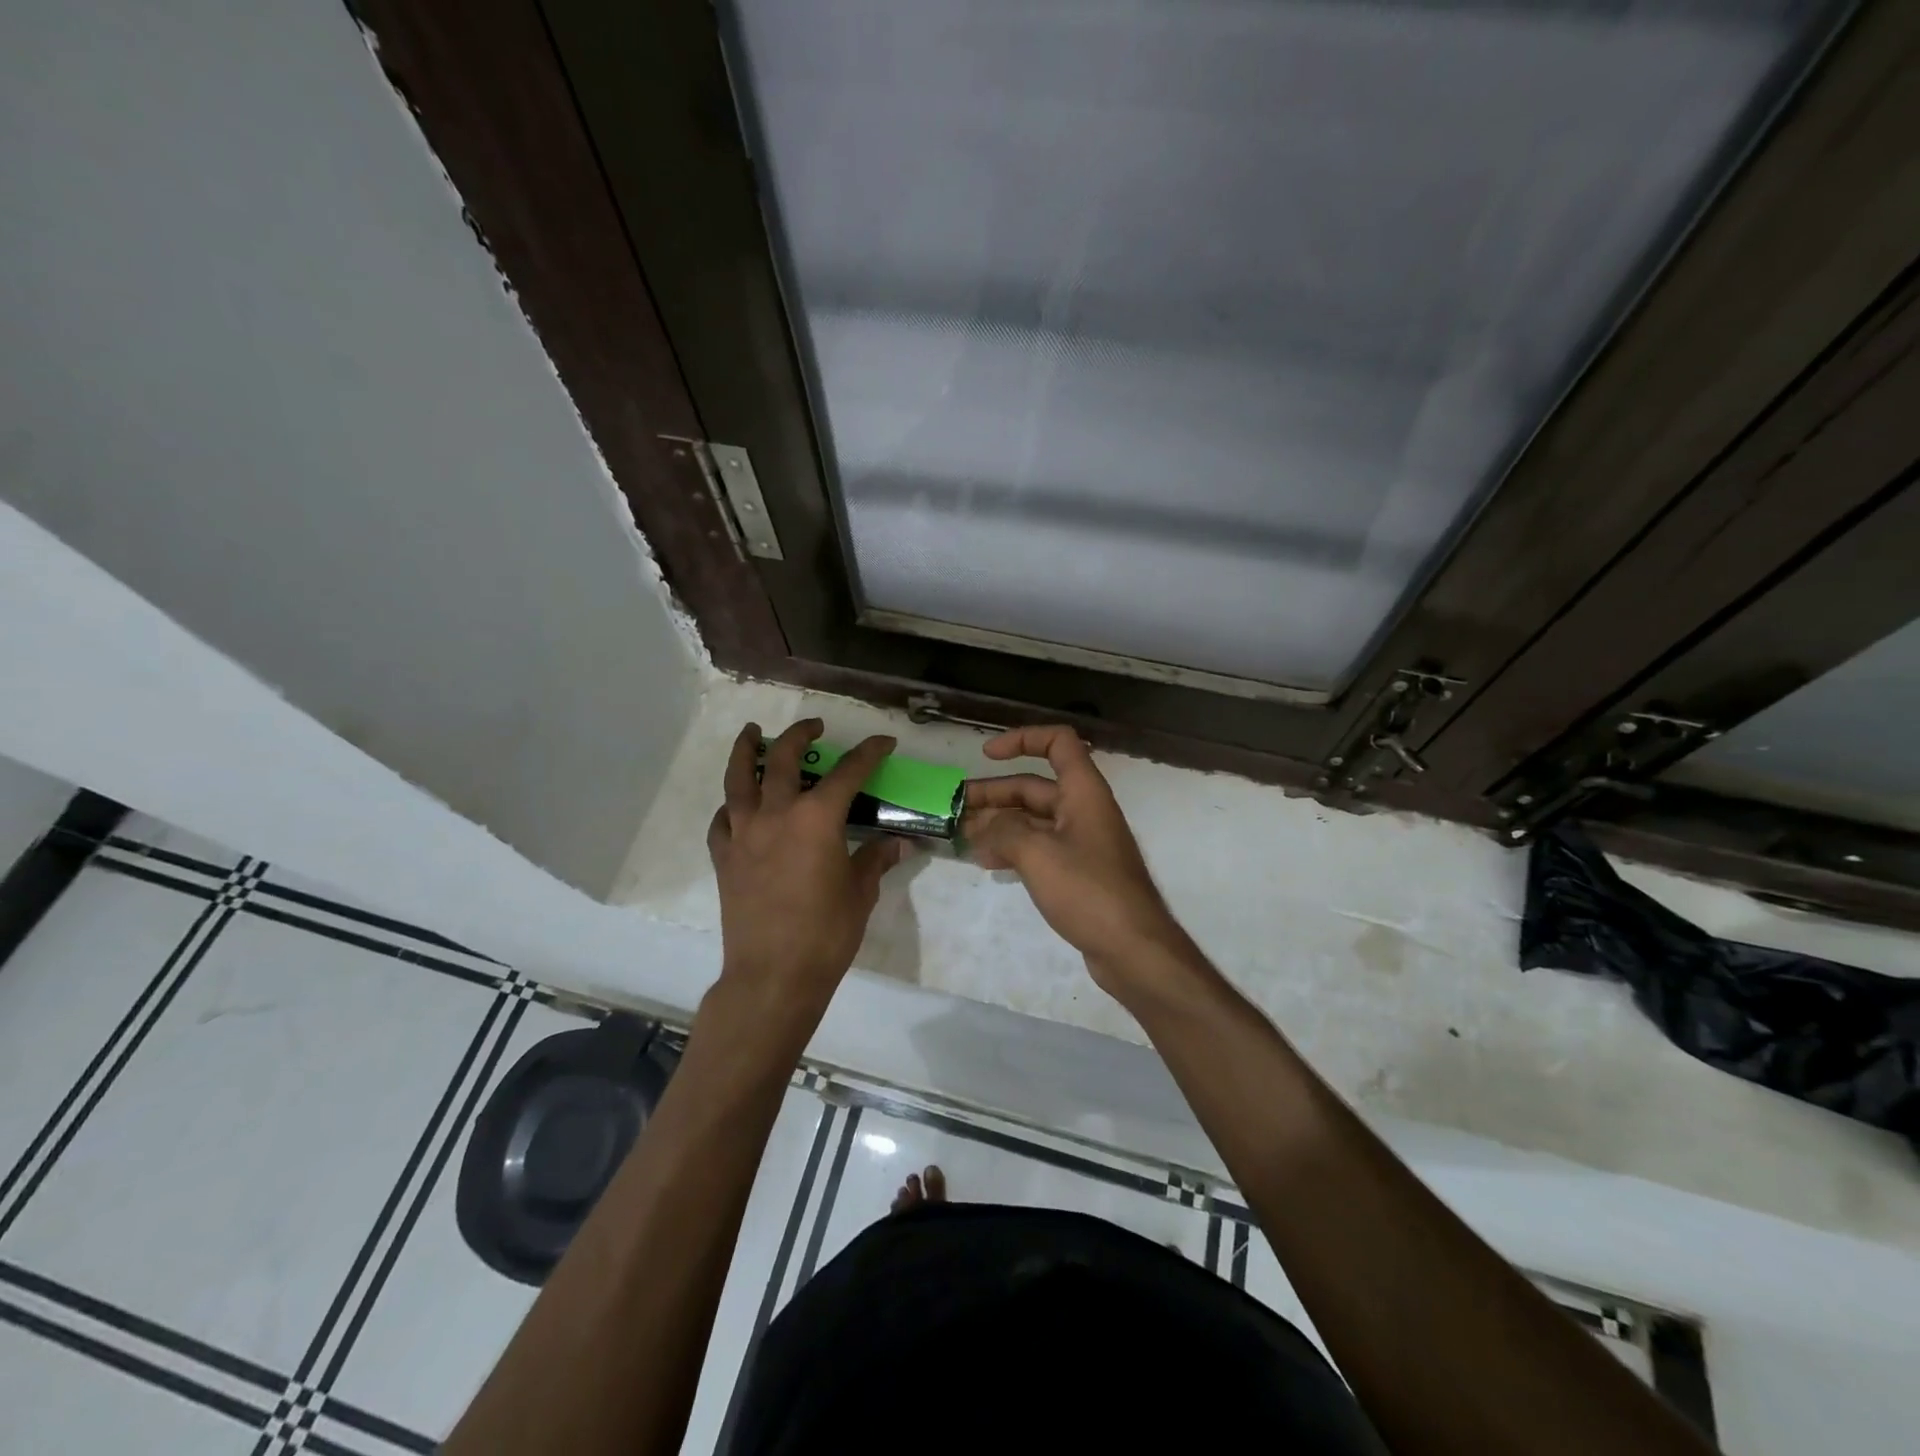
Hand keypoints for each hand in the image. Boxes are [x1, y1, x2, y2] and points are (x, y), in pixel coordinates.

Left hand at [707, 720, 912, 1017]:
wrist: (773, 975)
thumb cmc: (826, 933)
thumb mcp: (860, 893)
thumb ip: (875, 860)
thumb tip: (898, 844)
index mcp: (817, 818)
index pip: (848, 772)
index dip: (868, 753)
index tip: (882, 742)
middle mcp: (776, 814)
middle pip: (783, 759)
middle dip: (800, 735)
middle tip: (814, 727)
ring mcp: (744, 833)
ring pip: (738, 778)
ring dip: (746, 750)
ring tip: (752, 733)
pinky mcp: (724, 857)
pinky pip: (722, 819)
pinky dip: (731, 805)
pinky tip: (737, 804)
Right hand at [964, 726, 1191, 991]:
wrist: (1133, 949)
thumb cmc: (1088, 890)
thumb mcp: (1038, 854)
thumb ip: (1003, 832)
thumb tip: (981, 829)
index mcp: (1083, 792)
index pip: (1057, 742)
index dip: (1022, 739)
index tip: (986, 755)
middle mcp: (1084, 810)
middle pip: (1035, 786)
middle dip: (995, 793)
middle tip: (956, 807)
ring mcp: (1082, 843)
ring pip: (1034, 820)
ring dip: (999, 823)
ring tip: (964, 836)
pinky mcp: (1078, 873)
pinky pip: (1040, 848)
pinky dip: (1014, 849)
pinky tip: (989, 862)